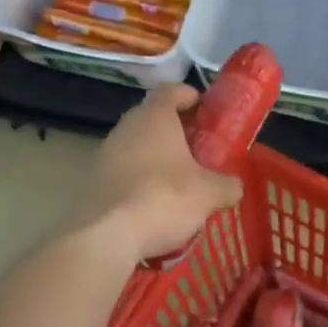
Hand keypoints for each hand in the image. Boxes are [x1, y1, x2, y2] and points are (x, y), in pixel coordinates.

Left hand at [68, 84, 243, 261]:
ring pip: (137, 145)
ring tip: (180, 180)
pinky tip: (155, 204)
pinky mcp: (94, 180)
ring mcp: (106, 153)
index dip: (190, 96)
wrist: (105, 236)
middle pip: (153, 118)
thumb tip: (234, 187)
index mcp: (155, 117)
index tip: (206, 110)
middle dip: (177, 131)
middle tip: (199, 149)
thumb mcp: (208, 194)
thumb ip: (227, 186)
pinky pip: (124, 171)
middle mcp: (127, 127)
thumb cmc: (163, 199)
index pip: (172, 90)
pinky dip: (140, 180)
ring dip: (157, 157)